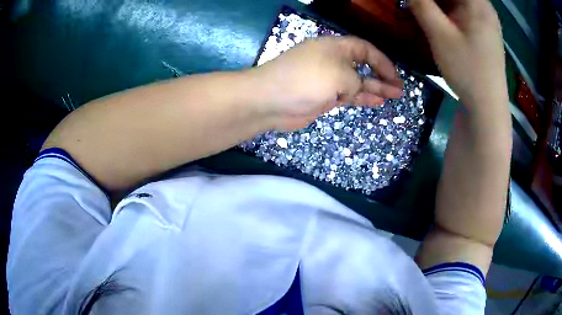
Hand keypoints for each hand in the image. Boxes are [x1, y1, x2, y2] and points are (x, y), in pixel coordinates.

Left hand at [247, 36, 402, 129]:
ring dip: (375, 88)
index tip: (396, 76)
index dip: (383, 62)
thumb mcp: (339, 75)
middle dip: (382, 76)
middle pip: (363, 65)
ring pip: (357, 82)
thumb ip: (356, 80)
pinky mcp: (323, 96)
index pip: (365, 49)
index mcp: (335, 47)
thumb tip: (357, 87)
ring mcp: (327, 79)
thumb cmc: (306, 80)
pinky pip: (347, 95)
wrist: (270, 100)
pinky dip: (361, 97)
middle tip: (399, 89)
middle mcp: (332, 60)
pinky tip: (376, 102)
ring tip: (394, 96)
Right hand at [409, 0, 508, 109]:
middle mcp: (484, 7)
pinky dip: (449, 12)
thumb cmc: (467, 70)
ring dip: (439, 4)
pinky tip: (440, 21)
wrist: (487, 107)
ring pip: (458, 1)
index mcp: (477, 2)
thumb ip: (421, 4)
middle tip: (417, 6)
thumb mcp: (439, 34)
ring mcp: (486, 20)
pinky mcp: (484, 31)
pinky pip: (464, 11)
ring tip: (424, 12)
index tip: (417, 3)